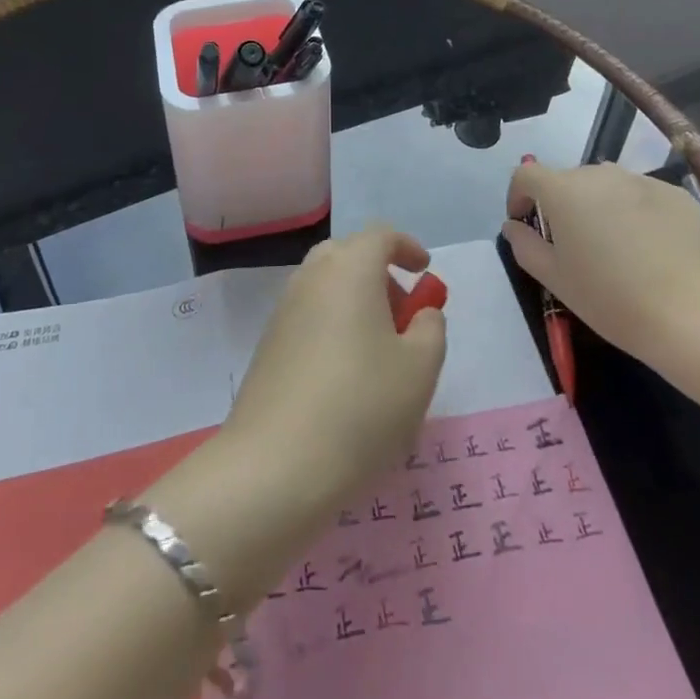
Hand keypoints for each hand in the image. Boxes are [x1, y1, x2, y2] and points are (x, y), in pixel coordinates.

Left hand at [224, 227, 447, 515]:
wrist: (275, 463)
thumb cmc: (361, 406)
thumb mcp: (419, 369)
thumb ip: (431, 329)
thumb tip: (421, 312)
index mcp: (350, 268)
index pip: (380, 235)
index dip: (407, 248)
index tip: (424, 272)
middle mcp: (312, 276)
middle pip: (349, 255)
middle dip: (380, 275)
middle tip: (404, 316)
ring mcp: (284, 308)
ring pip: (327, 286)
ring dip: (356, 302)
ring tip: (380, 353)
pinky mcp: (269, 342)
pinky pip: (310, 315)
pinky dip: (334, 325)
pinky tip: (347, 376)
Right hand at [500, 161, 699, 358]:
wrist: (693, 313)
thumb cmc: (611, 298)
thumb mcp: (555, 279)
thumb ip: (525, 246)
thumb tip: (514, 226)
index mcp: (563, 191)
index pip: (526, 175)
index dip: (518, 196)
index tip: (526, 224)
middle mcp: (599, 174)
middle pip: (568, 179)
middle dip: (562, 204)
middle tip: (573, 244)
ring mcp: (640, 180)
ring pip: (607, 185)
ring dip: (599, 205)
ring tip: (614, 244)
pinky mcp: (675, 194)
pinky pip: (642, 195)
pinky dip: (636, 212)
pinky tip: (651, 248)